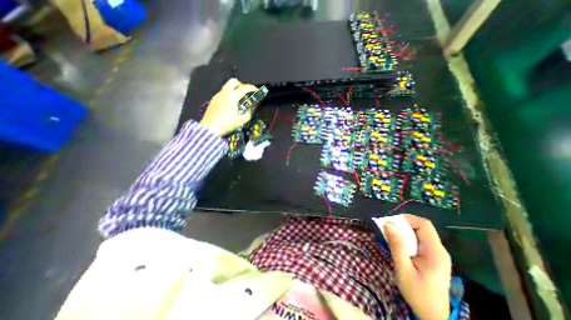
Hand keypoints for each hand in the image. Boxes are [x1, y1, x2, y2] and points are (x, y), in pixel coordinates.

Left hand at [199, 79, 256, 136]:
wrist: (210, 128)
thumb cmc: (227, 124)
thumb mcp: (241, 121)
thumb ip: (248, 114)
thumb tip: (249, 110)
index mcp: (232, 97)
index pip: (244, 88)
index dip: (252, 88)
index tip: (257, 91)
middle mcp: (224, 93)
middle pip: (233, 81)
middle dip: (240, 84)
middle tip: (245, 92)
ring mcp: (217, 96)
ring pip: (226, 87)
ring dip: (233, 90)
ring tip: (238, 100)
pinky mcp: (212, 101)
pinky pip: (222, 94)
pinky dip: (228, 96)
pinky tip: (229, 105)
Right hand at [383, 214, 450, 319]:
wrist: (433, 316)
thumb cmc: (418, 294)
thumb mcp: (404, 269)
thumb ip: (397, 245)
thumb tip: (388, 224)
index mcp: (435, 252)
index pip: (424, 225)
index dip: (407, 218)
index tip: (391, 221)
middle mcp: (438, 250)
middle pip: (421, 227)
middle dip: (402, 224)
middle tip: (387, 229)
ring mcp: (436, 254)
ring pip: (418, 233)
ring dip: (403, 232)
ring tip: (390, 237)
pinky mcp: (431, 258)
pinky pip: (418, 241)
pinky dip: (406, 239)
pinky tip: (398, 246)